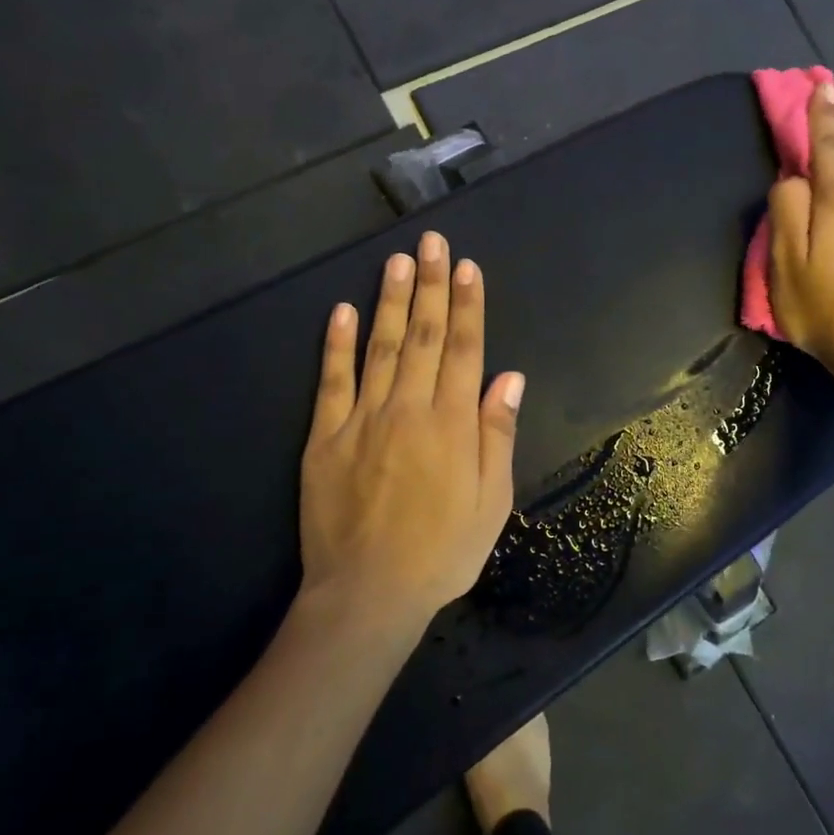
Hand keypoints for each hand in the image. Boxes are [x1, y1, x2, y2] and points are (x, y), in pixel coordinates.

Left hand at [299, 232, 523, 628]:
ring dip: (390, 301)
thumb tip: (508, 377)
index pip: (464, 349)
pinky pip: (331, 382)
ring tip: (396, 261)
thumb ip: (497, 434)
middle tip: (431, 242)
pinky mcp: (325, 438)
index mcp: (452, 423)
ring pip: (381, 347)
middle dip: (429, 285)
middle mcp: (409, 408)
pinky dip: (336, 345)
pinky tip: (341, 311)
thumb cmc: (443, 550)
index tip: (466, 267)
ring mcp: (363, 419)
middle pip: (424, 336)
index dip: (467, 305)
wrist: (369, 592)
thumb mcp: (491, 500)